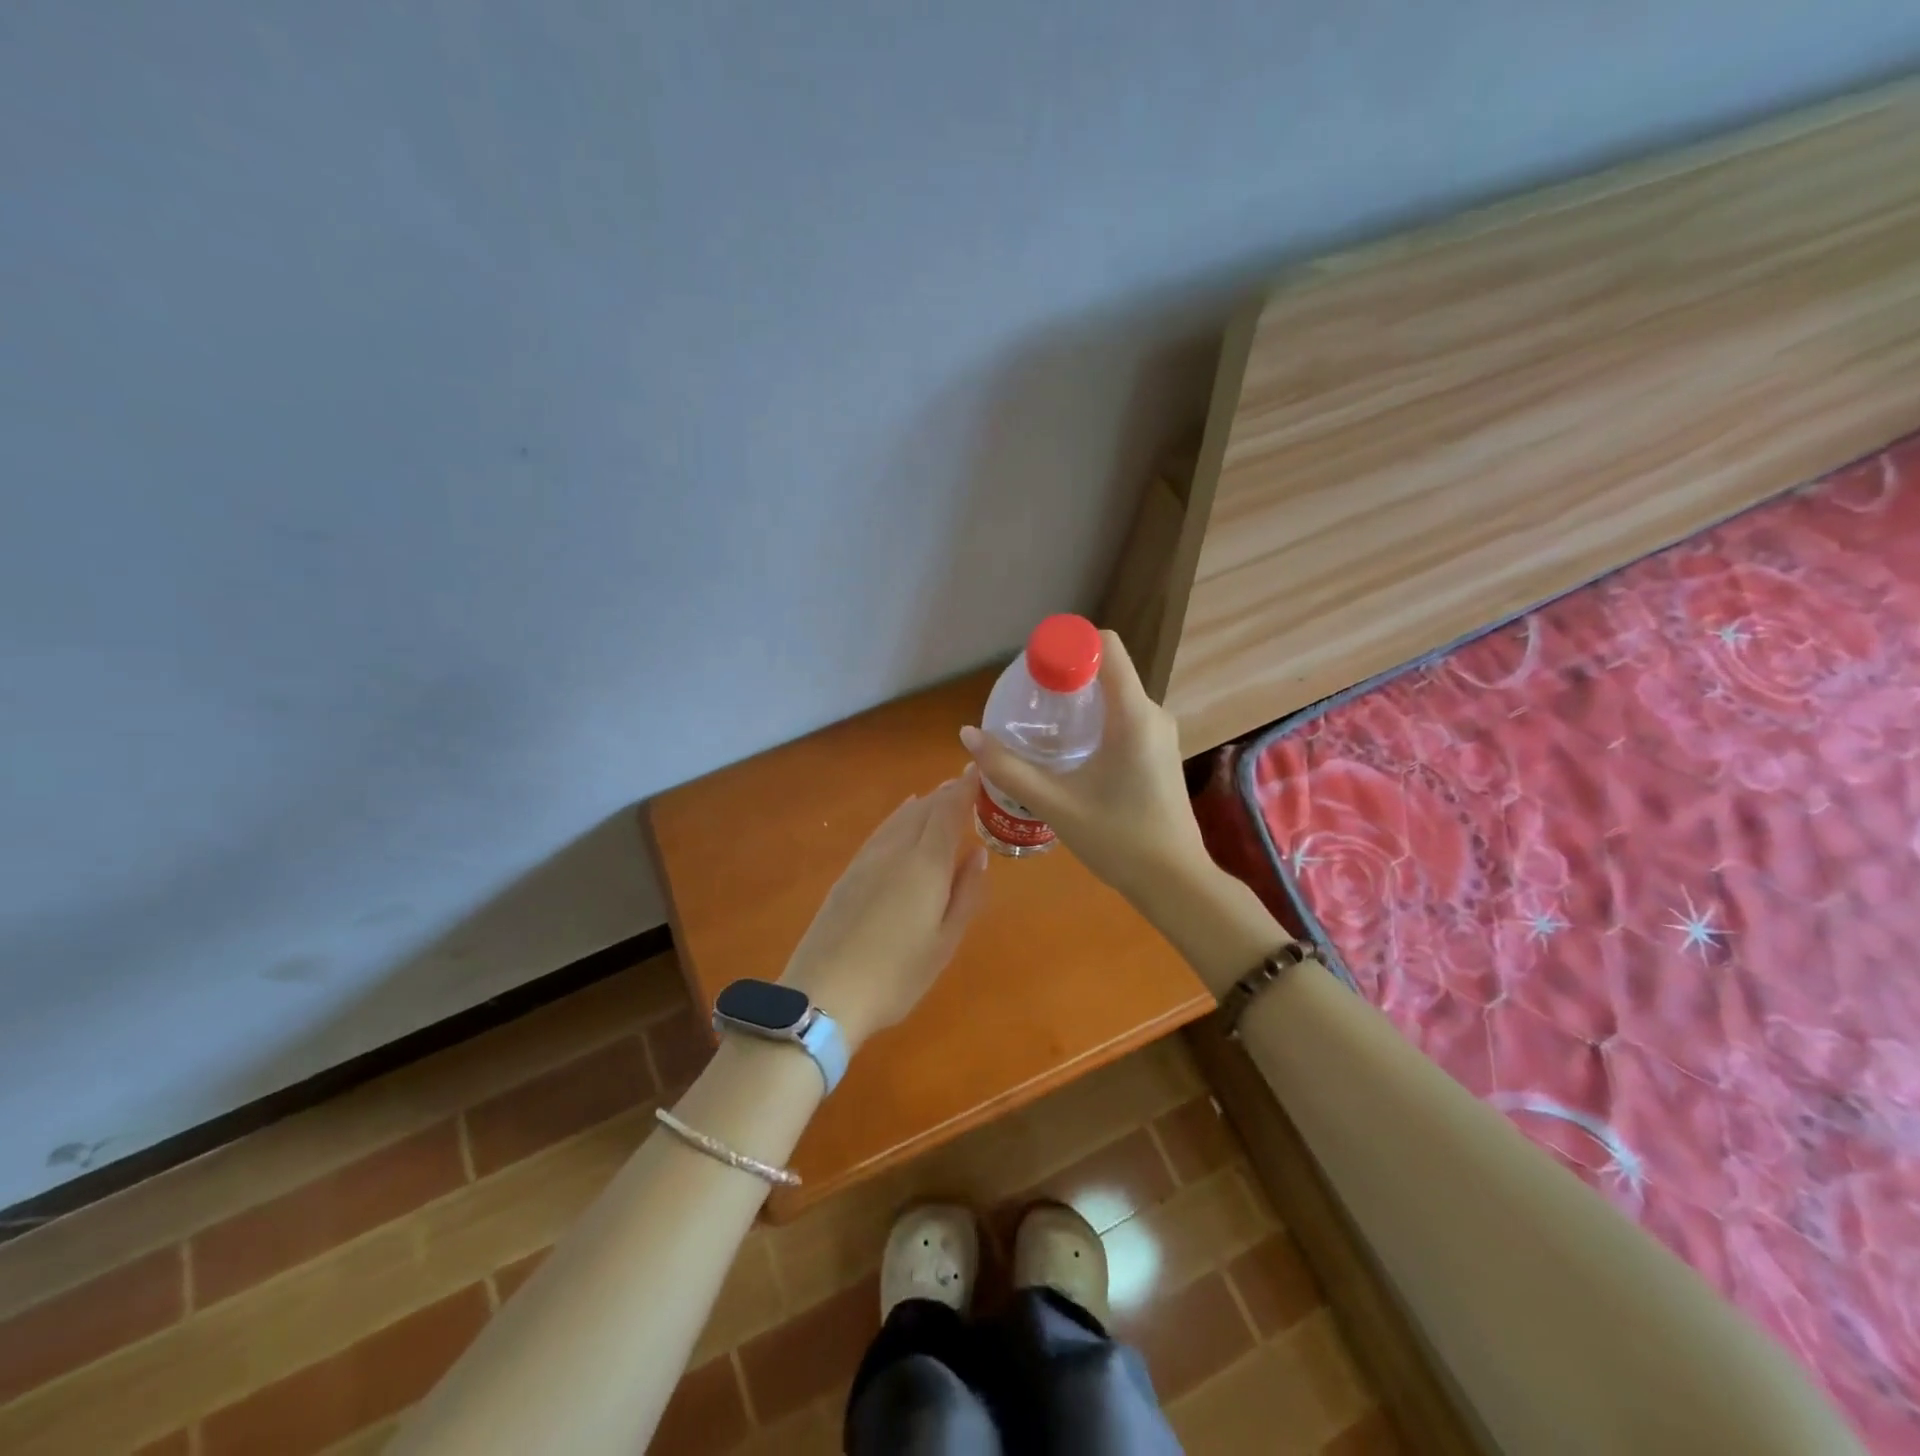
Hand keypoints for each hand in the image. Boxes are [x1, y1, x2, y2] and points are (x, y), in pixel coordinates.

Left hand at [779, 770, 990, 1051]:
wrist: (824, 993)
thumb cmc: (896, 975)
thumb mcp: (944, 942)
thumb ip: (965, 894)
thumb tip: (977, 855)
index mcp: (925, 864)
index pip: (949, 810)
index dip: (966, 788)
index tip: (980, 769)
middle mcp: (896, 850)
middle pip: (924, 809)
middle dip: (947, 793)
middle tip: (967, 784)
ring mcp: (867, 860)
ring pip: (900, 817)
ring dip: (923, 803)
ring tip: (939, 795)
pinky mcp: (848, 874)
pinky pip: (881, 831)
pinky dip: (899, 817)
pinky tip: (902, 819)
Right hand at [959, 630, 1208, 903]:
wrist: (1174, 883)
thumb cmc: (1119, 839)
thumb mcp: (1056, 804)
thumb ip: (1009, 768)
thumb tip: (968, 735)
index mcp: (1133, 714)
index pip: (1104, 646)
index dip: (1067, 645)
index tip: (1033, 670)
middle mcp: (1152, 713)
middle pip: (1105, 670)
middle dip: (1064, 676)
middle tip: (1027, 702)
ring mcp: (1159, 733)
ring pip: (1114, 695)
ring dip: (1078, 701)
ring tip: (1041, 726)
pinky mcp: (1158, 752)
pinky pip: (1123, 717)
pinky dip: (1093, 720)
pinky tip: (1068, 751)